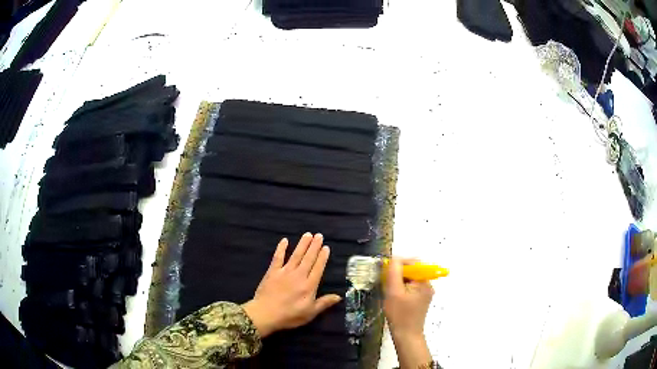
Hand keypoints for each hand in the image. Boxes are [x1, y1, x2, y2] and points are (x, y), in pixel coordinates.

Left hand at [243, 233, 341, 337]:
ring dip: (302, 244)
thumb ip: (324, 303)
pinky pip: (277, 257)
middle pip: (308, 258)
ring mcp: (285, 272)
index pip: (318, 268)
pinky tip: (284, 240)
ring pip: (296, 255)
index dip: (322, 257)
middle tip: (319, 235)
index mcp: (309, 286)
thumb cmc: (290, 316)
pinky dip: (281, 248)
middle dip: (314, 246)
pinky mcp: (272, 272)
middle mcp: (299, 275)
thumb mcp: (310, 313)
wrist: (265, 314)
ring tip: (308, 234)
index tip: (326, 247)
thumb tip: (339, 296)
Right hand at [384, 257, 433, 367]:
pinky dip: (400, 288)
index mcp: (424, 282)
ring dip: (398, 280)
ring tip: (387, 288)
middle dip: (397, 272)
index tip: (385, 268)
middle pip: (412, 271)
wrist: (406, 335)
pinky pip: (410, 287)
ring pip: (410, 279)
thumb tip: (393, 258)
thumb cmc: (400, 314)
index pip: (413, 263)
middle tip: (384, 279)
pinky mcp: (419, 300)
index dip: (399, 263)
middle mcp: (427, 285)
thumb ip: (394, 273)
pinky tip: (392, 295)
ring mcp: (424, 293)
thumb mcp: (394, 292)